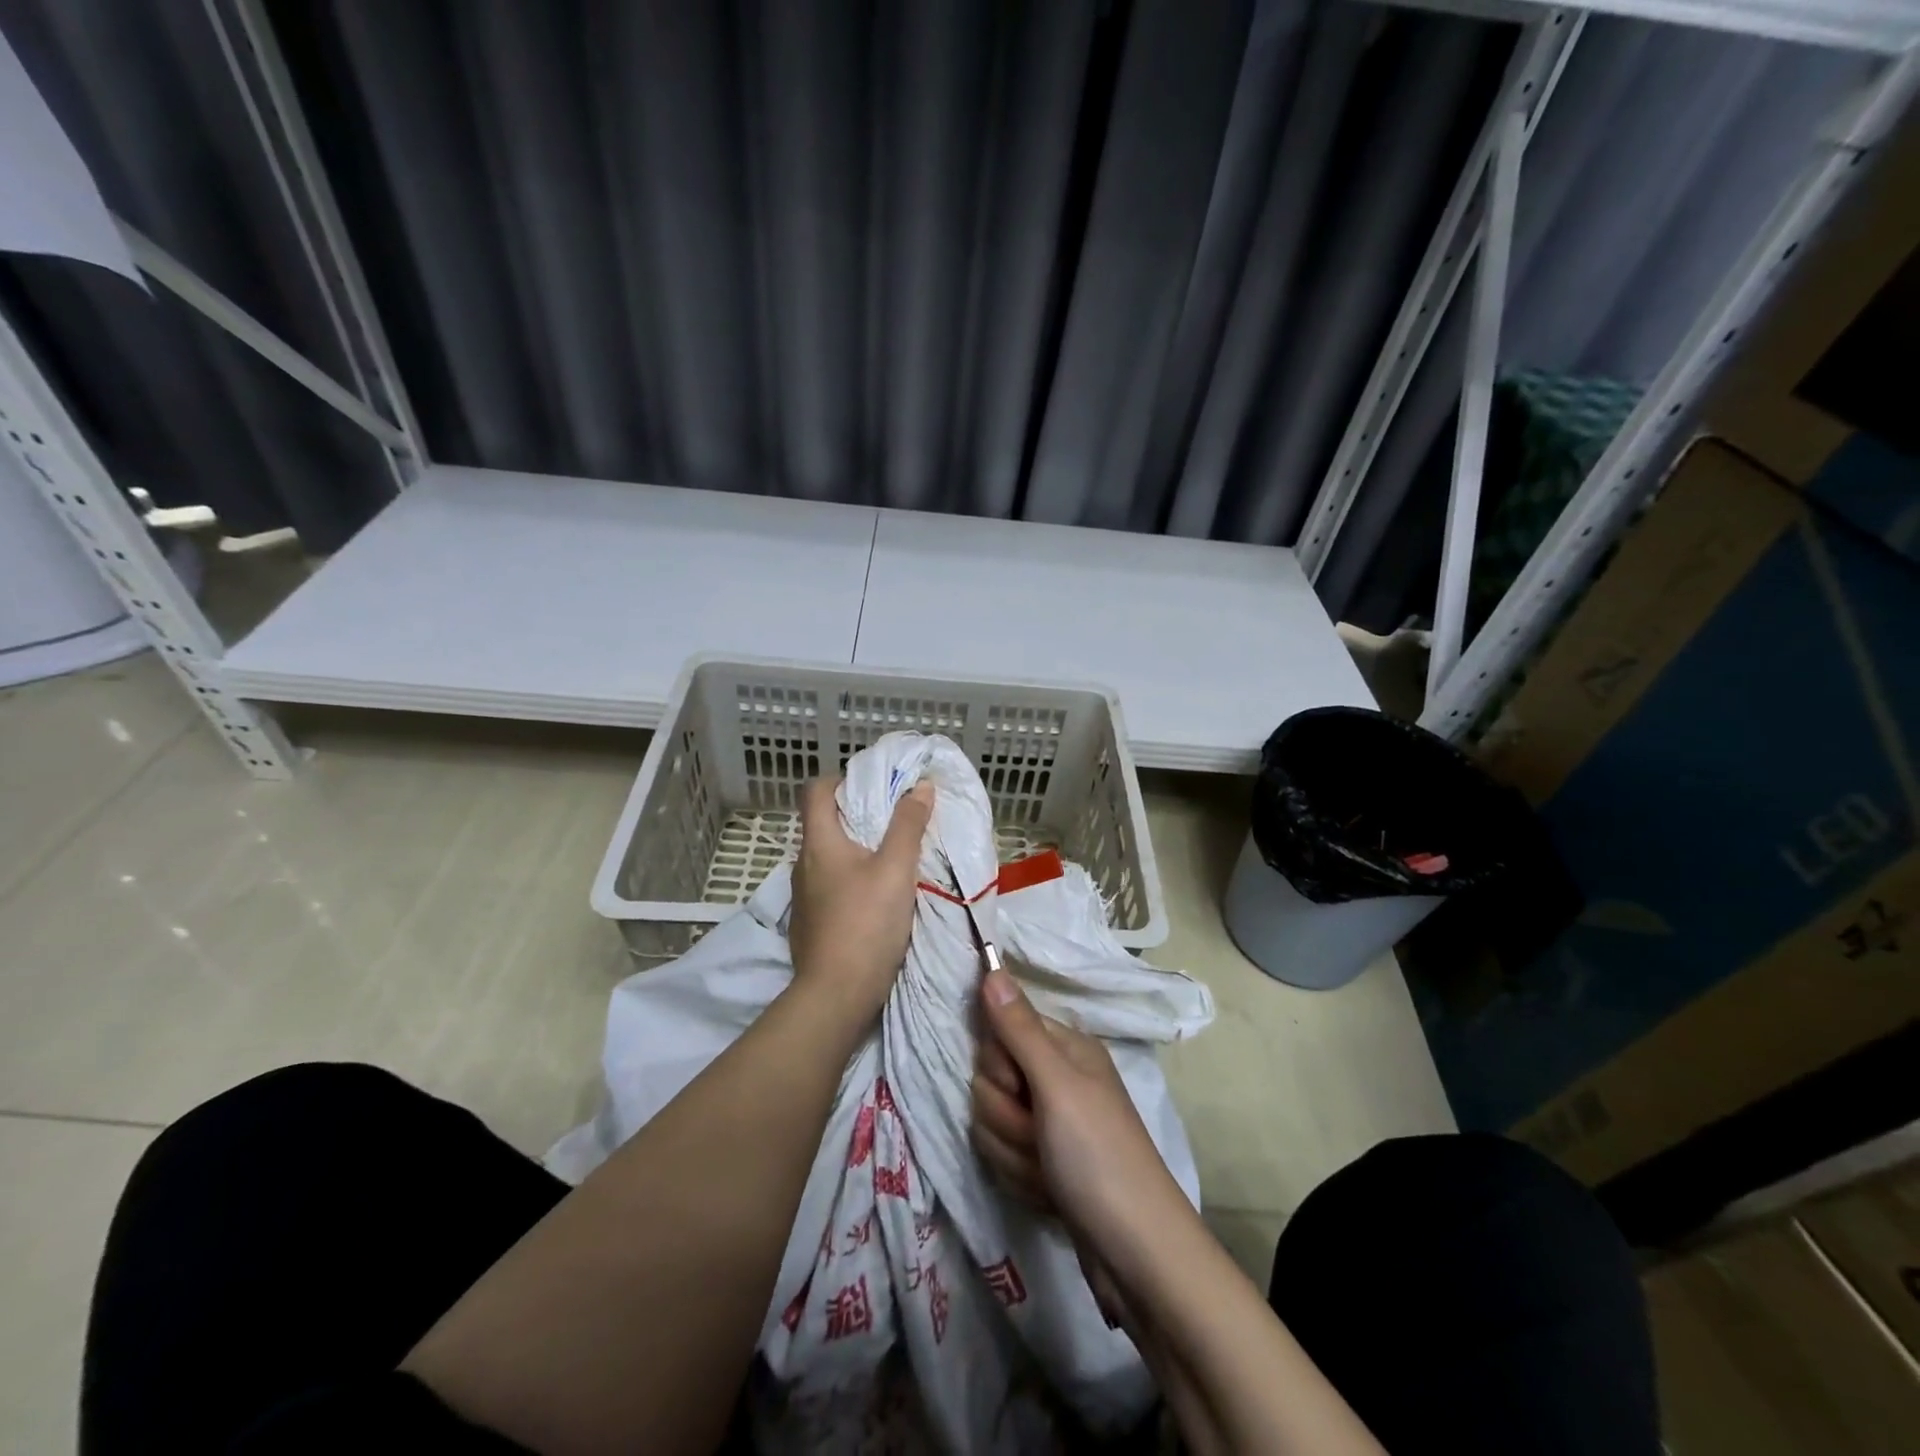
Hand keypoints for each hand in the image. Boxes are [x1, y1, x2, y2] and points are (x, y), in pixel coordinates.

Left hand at [787, 777, 934, 1019]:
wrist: (836, 994)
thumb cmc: (866, 923)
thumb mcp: (897, 870)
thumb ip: (908, 826)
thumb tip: (920, 786)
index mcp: (819, 843)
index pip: (815, 790)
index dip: (840, 779)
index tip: (872, 786)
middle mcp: (803, 864)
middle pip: (823, 823)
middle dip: (856, 815)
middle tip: (893, 820)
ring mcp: (803, 896)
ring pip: (828, 858)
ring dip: (855, 850)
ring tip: (890, 858)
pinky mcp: (810, 922)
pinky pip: (829, 886)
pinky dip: (850, 880)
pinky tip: (875, 896)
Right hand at [970, 968, 1180, 1247]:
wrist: (1137, 1256)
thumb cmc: (1099, 1157)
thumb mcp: (1057, 1087)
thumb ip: (1019, 1029)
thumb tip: (991, 966)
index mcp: (1064, 1048)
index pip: (999, 1032)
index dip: (1000, 1065)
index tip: (1022, 1089)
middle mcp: (1056, 1078)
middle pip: (990, 1078)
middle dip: (1005, 1114)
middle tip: (1039, 1135)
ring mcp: (1050, 1123)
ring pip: (992, 1120)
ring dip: (1012, 1151)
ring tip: (1047, 1171)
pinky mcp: (1044, 1162)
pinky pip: (1004, 1154)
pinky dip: (1020, 1176)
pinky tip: (1046, 1191)